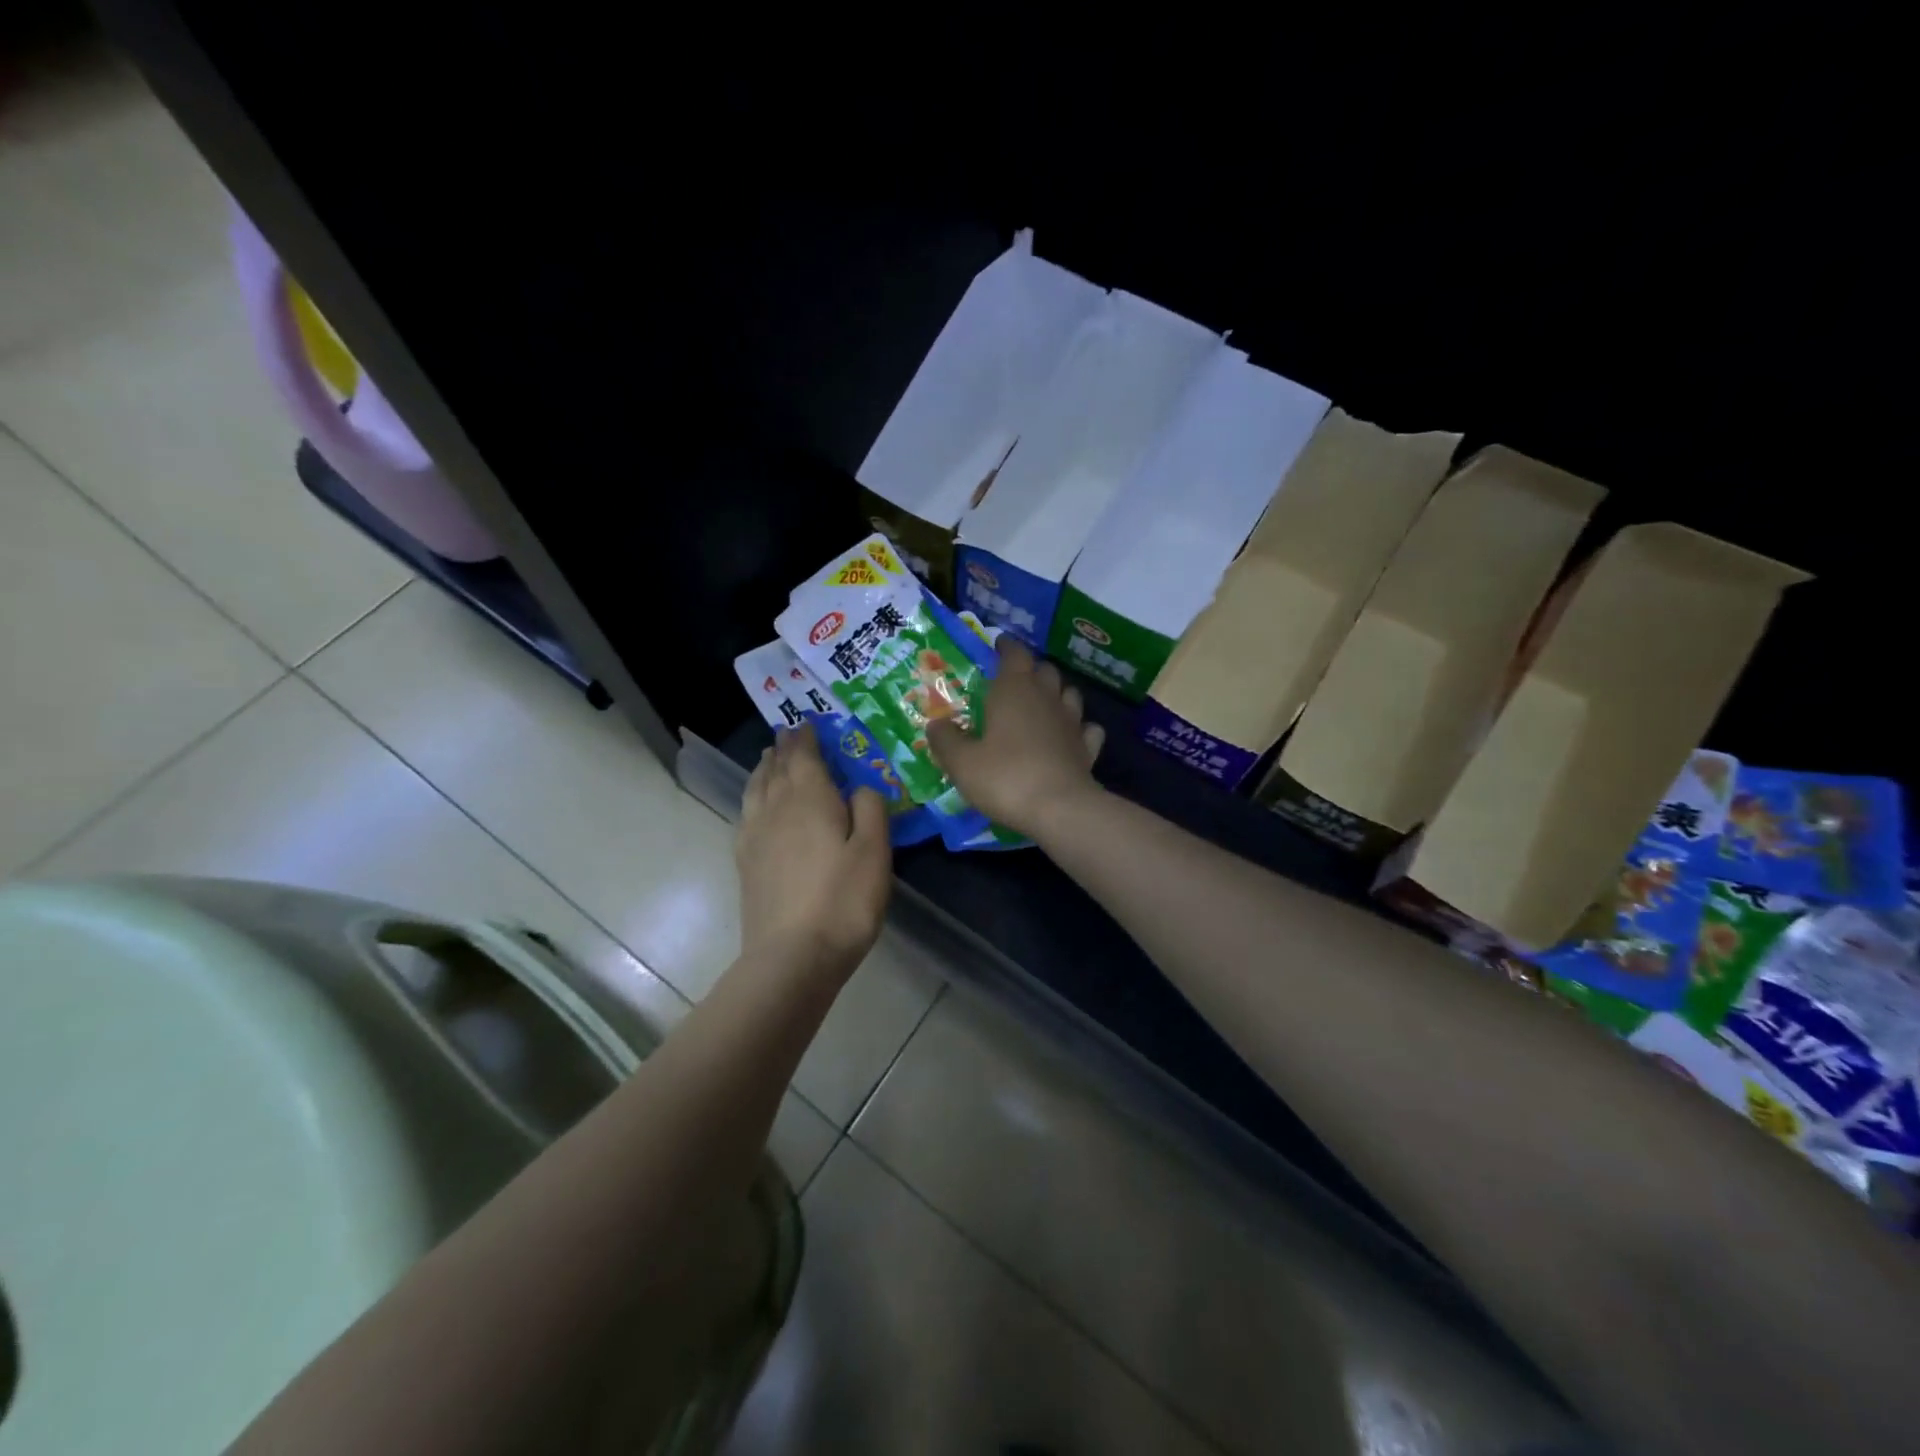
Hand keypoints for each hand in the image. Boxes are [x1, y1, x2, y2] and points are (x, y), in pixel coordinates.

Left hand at [736, 723, 891, 977]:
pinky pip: (746, 813)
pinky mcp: (745, 862)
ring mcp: (755, 835)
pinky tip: (757, 805)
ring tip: (769, 759)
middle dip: (783, 748)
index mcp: (809, 798)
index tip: (807, 723)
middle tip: (788, 734)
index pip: (803, 755)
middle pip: (776, 768)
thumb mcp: (874, 851)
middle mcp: (776, 808)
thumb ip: (870, 809)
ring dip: (764, 769)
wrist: (792, 956)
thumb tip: (860, 785)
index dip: (806, 737)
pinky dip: (753, 796)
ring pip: (756, 788)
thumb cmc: (843, 900)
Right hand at [925, 638, 1105, 838]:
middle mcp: (1046, 698)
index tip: (998, 645)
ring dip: (1057, 694)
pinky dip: (1079, 728)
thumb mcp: (961, 763)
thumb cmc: (1005, 777)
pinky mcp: (1087, 748)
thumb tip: (935, 724)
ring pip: (1069, 694)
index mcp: (1014, 690)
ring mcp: (1072, 722)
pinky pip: (1087, 728)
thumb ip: (945, 740)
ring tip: (1042, 705)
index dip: (1006, 647)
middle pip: (1044, 670)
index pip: (1014, 654)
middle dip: (1030, 670)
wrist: (1060, 809)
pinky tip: (1070, 736)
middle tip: (1014, 680)